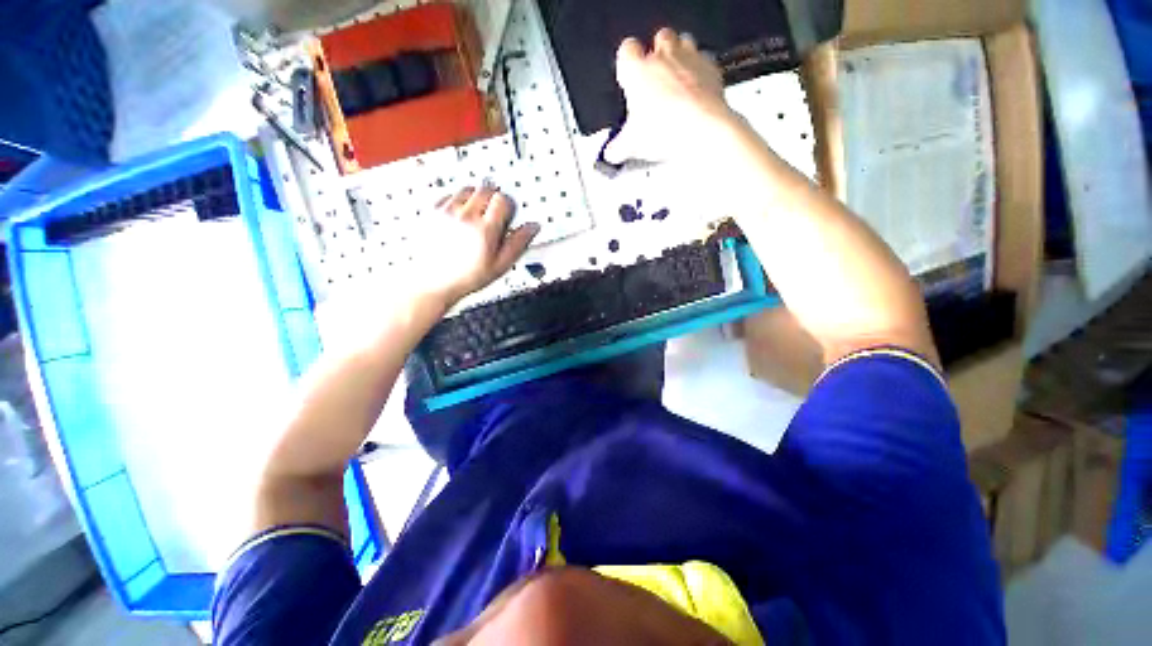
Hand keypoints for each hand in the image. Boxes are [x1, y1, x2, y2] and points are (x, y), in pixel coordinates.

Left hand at [414, 184, 538, 306]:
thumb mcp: (500, 266)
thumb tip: (532, 228)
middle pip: (486, 189)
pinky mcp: (432, 211)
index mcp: (485, 229)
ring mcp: (447, 211)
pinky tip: (461, 217)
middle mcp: (465, 216)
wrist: (432, 282)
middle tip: (495, 216)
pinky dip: (459, 201)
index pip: (503, 200)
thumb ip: (518, 243)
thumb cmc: (466, 277)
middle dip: (494, 200)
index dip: (509, 206)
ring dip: (477, 197)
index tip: (508, 216)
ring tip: (478, 216)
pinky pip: (450, 194)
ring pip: (468, 189)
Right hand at [605, 28, 738, 163]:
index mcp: (637, 70)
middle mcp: (663, 56)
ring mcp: (689, 58)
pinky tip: (695, 94)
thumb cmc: (666, 128)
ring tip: (675, 86)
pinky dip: (700, 73)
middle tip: (654, 84)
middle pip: (658, 39)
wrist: (701, 130)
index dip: (627, 63)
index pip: (626, 51)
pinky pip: (705, 61)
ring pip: (683, 42)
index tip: (629, 79)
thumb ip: (617, 147)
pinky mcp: (711, 68)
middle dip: (657, 57)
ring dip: (679, 58)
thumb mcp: (632, 145)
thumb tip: (612, 152)